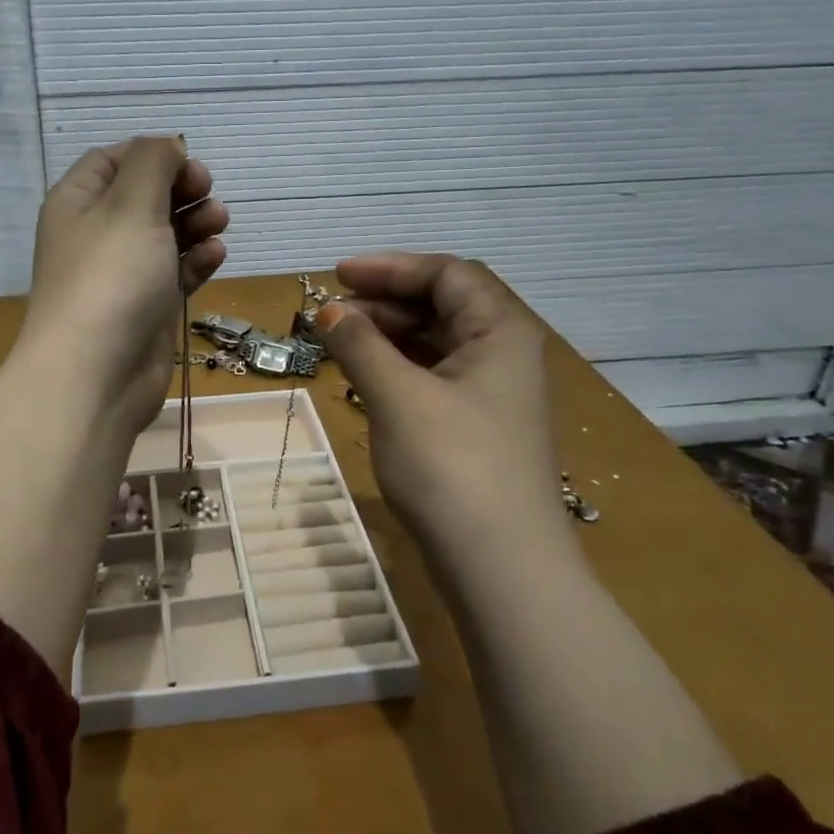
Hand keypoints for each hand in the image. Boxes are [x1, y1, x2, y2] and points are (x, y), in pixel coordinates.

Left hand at [19, 137, 228, 434]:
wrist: (96, 375)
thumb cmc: (111, 278)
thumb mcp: (131, 204)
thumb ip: (153, 163)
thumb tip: (168, 147)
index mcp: (78, 202)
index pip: (113, 160)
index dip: (153, 155)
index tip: (189, 163)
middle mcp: (96, 235)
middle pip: (143, 196)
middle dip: (180, 189)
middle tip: (208, 192)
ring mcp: (121, 275)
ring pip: (164, 234)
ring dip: (194, 223)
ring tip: (219, 223)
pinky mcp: (145, 308)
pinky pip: (174, 273)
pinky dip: (195, 261)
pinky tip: (214, 257)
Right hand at [318, 254, 565, 561]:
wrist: (500, 566)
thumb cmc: (451, 466)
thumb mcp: (398, 397)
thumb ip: (361, 345)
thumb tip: (329, 312)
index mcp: (500, 332)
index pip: (447, 274)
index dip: (391, 268)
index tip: (338, 275)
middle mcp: (504, 354)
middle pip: (443, 305)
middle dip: (385, 302)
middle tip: (332, 312)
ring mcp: (492, 394)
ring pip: (436, 343)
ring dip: (388, 335)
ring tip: (340, 342)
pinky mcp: (477, 427)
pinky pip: (434, 377)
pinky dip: (397, 369)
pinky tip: (365, 378)